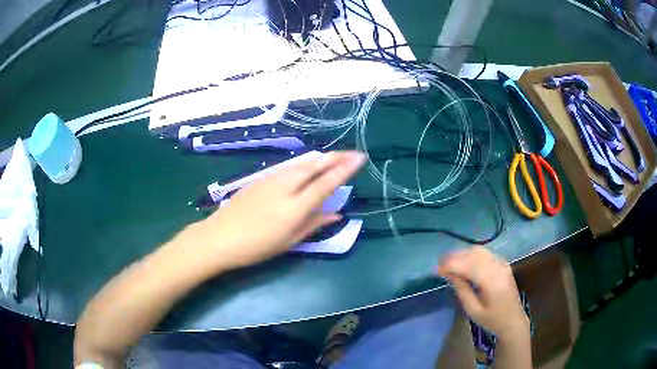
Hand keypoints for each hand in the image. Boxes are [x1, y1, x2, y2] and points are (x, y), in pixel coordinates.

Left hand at [183, 151, 364, 269]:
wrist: (219, 237)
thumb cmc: (256, 247)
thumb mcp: (289, 241)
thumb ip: (314, 224)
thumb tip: (337, 214)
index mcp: (296, 206)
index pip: (326, 183)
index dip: (345, 169)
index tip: (359, 158)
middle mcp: (286, 186)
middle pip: (315, 166)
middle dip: (335, 157)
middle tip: (351, 153)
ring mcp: (271, 179)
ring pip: (301, 163)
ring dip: (320, 158)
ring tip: (333, 155)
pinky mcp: (260, 178)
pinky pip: (288, 166)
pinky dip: (303, 162)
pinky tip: (306, 163)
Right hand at [437, 247, 528, 338]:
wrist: (513, 320)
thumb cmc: (491, 319)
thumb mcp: (473, 310)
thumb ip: (461, 290)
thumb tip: (449, 274)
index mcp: (491, 281)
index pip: (468, 265)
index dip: (451, 265)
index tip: (436, 269)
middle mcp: (498, 267)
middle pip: (474, 254)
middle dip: (455, 256)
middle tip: (439, 264)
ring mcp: (502, 263)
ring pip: (479, 250)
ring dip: (463, 253)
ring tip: (448, 261)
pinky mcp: (503, 263)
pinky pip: (485, 253)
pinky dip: (472, 254)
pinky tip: (464, 261)